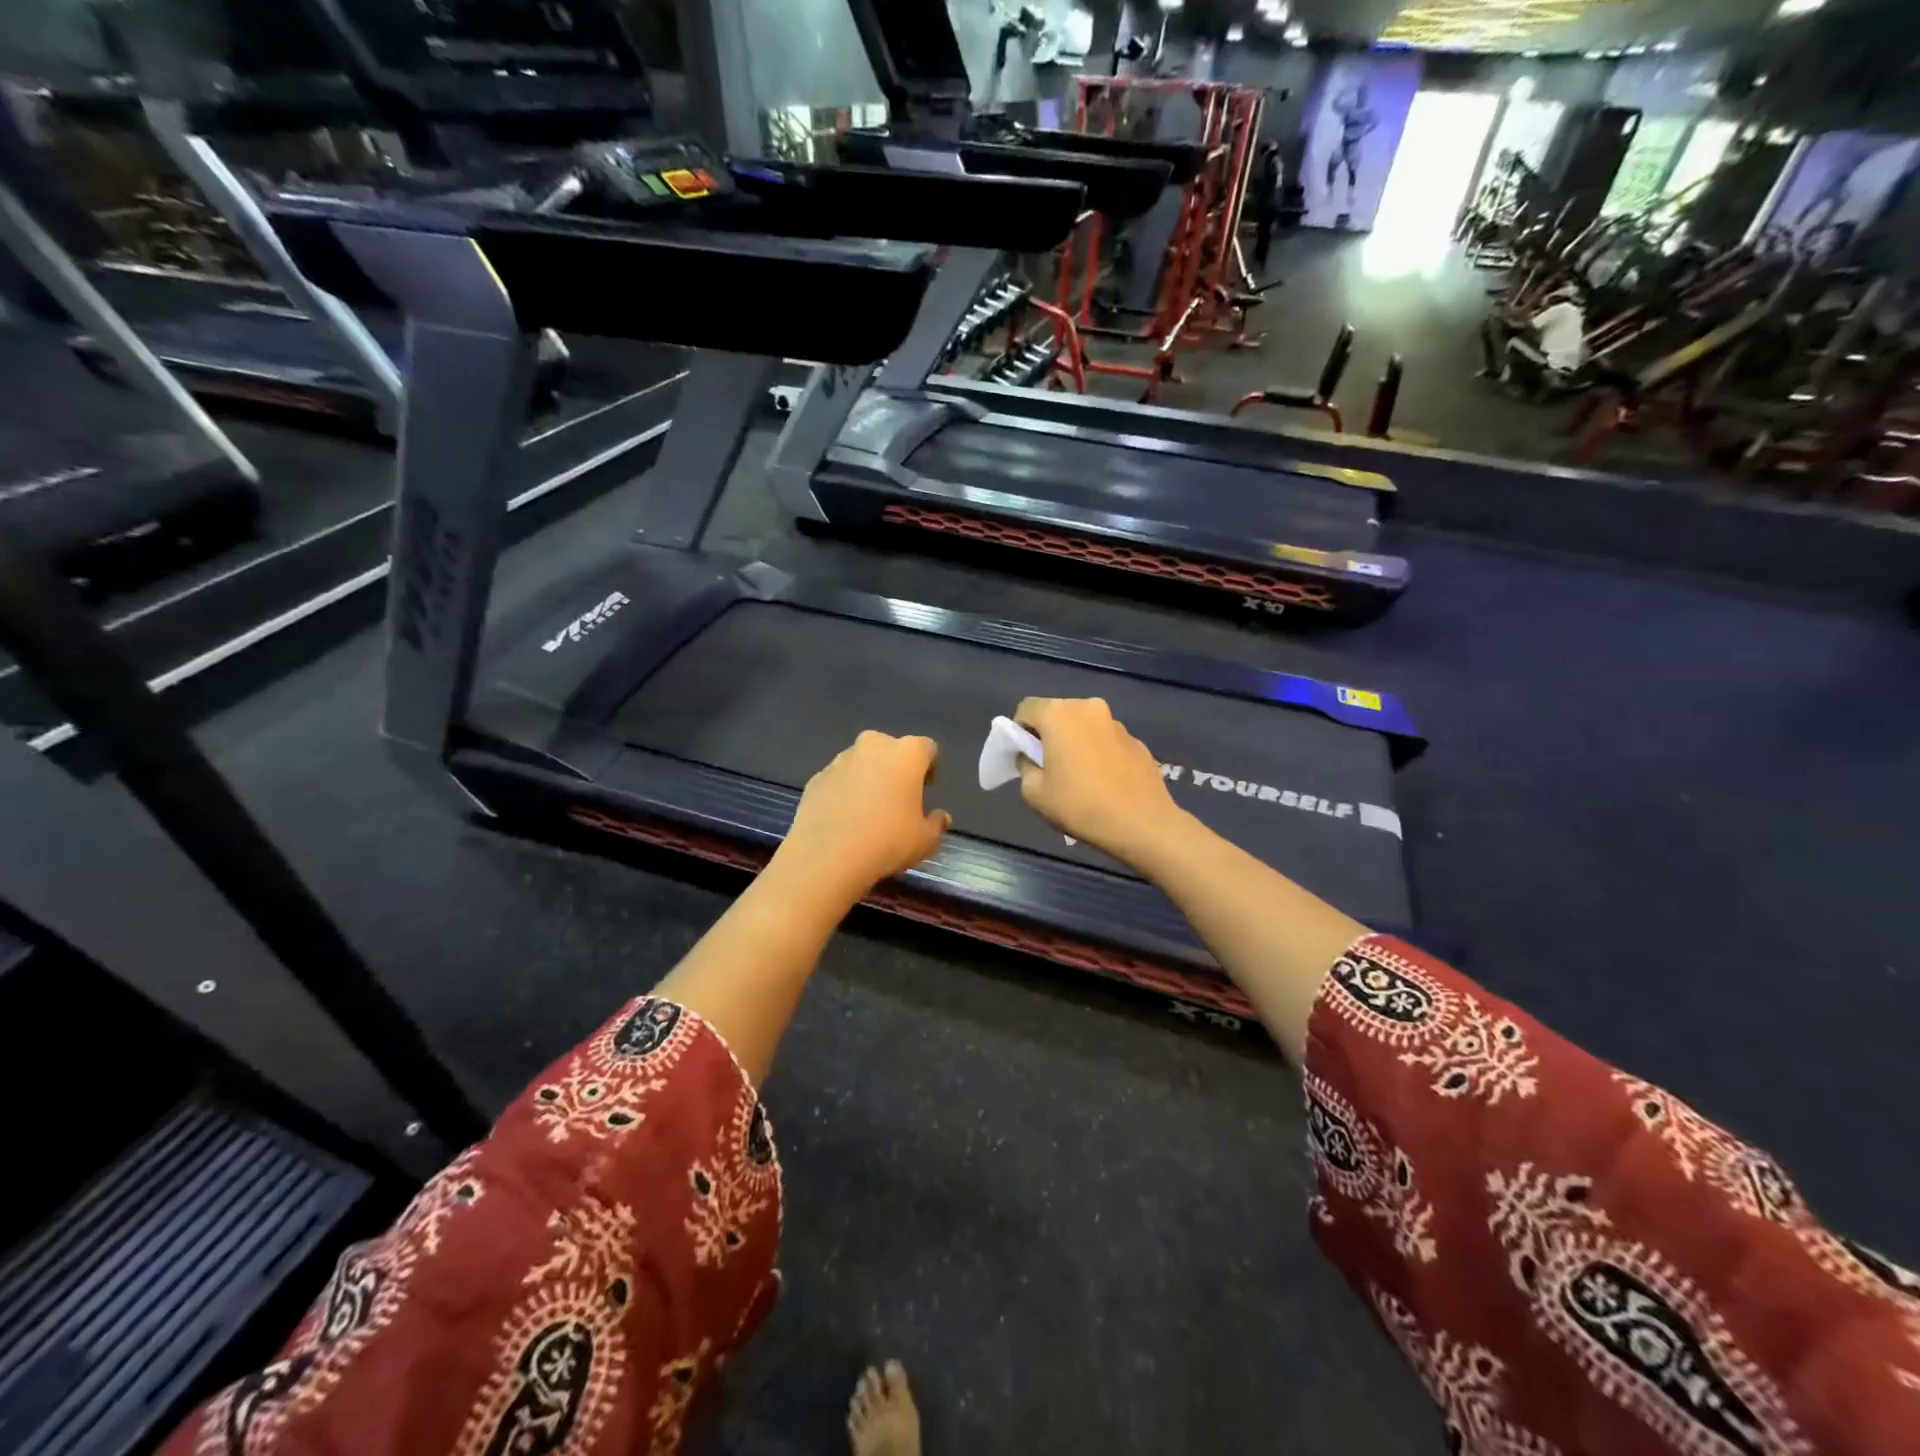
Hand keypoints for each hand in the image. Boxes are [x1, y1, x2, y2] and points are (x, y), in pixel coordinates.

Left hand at [776, 731, 950, 901]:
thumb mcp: (925, 840)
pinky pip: (838, 780)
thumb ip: (936, 824)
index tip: (927, 789)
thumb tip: (940, 817)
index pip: (926, 748)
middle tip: (898, 797)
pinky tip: (844, 820)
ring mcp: (840, 760)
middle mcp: (873, 746)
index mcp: (906, 753)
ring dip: (868, 778)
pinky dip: (844, 792)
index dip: (929, 767)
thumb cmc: (888, 841)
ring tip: (868, 811)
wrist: (827, 856)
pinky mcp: (816, 778)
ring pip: (861, 763)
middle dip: (895, 767)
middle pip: (890, 749)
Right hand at [1014, 697, 1190, 869]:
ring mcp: (1116, 723)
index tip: (1023, 757)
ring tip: (1078, 778)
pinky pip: (1105, 740)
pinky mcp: (1136, 740)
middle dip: (1048, 735)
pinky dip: (1098, 753)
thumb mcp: (1034, 793)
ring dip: (1074, 743)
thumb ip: (1025, 766)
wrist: (1142, 824)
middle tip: (1048, 768)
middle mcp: (1088, 707)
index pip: (1026, 709)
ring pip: (1083, 726)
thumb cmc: (1080, 805)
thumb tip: (1032, 757)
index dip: (1018, 731)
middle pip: (1057, 714)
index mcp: (1059, 714)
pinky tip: (1103, 782)